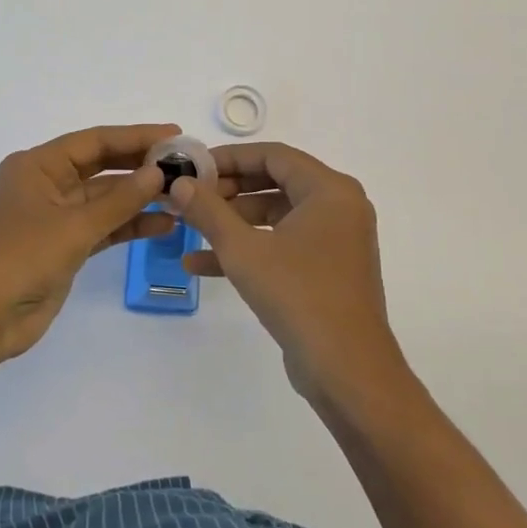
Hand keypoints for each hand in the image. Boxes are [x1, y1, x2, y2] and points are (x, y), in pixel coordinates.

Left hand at [0, 123, 176, 363]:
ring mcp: (54, 217)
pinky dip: (128, 226)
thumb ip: (119, 200)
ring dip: (139, 199)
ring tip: (182, 196)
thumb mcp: (73, 226)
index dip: (135, 136)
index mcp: (37, 166)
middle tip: (184, 163)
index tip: (175, 135)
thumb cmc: (19, 258)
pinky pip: (102, 227)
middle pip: (100, 166)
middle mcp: (45, 184)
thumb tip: (157, 172)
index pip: (94, 141)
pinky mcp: (62, 247)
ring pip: (104, 199)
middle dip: (140, 165)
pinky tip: (163, 225)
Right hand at [171, 142, 403, 405]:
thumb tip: (179, 184)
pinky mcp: (327, 270)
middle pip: (274, 182)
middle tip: (189, 197)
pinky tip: (201, 264)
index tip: (193, 167)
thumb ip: (208, 211)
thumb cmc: (299, 296)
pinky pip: (283, 244)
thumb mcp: (243, 250)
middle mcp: (338, 207)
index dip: (229, 158)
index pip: (273, 155)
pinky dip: (249, 249)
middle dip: (228, 190)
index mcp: (330, 190)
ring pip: (276, 215)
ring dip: (232, 222)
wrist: (347, 371)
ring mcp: (335, 240)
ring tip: (189, 227)